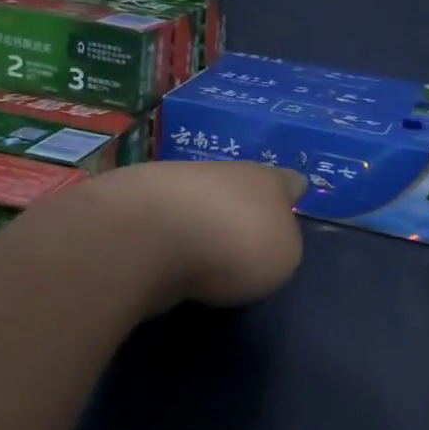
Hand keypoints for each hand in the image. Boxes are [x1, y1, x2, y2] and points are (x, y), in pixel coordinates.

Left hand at [58, 160, 308, 313]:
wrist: (145, 236)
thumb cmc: (231, 245)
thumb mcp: (282, 258)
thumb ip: (281, 245)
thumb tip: (267, 240)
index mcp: (266, 181)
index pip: (289, 180)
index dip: (293, 192)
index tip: (295, 199)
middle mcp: (222, 171)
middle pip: (240, 184)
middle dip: (243, 203)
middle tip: (246, 231)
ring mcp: (174, 182)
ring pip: (197, 196)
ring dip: (201, 216)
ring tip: (201, 248)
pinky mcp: (133, 204)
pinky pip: (162, 217)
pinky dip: (165, 233)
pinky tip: (163, 255)